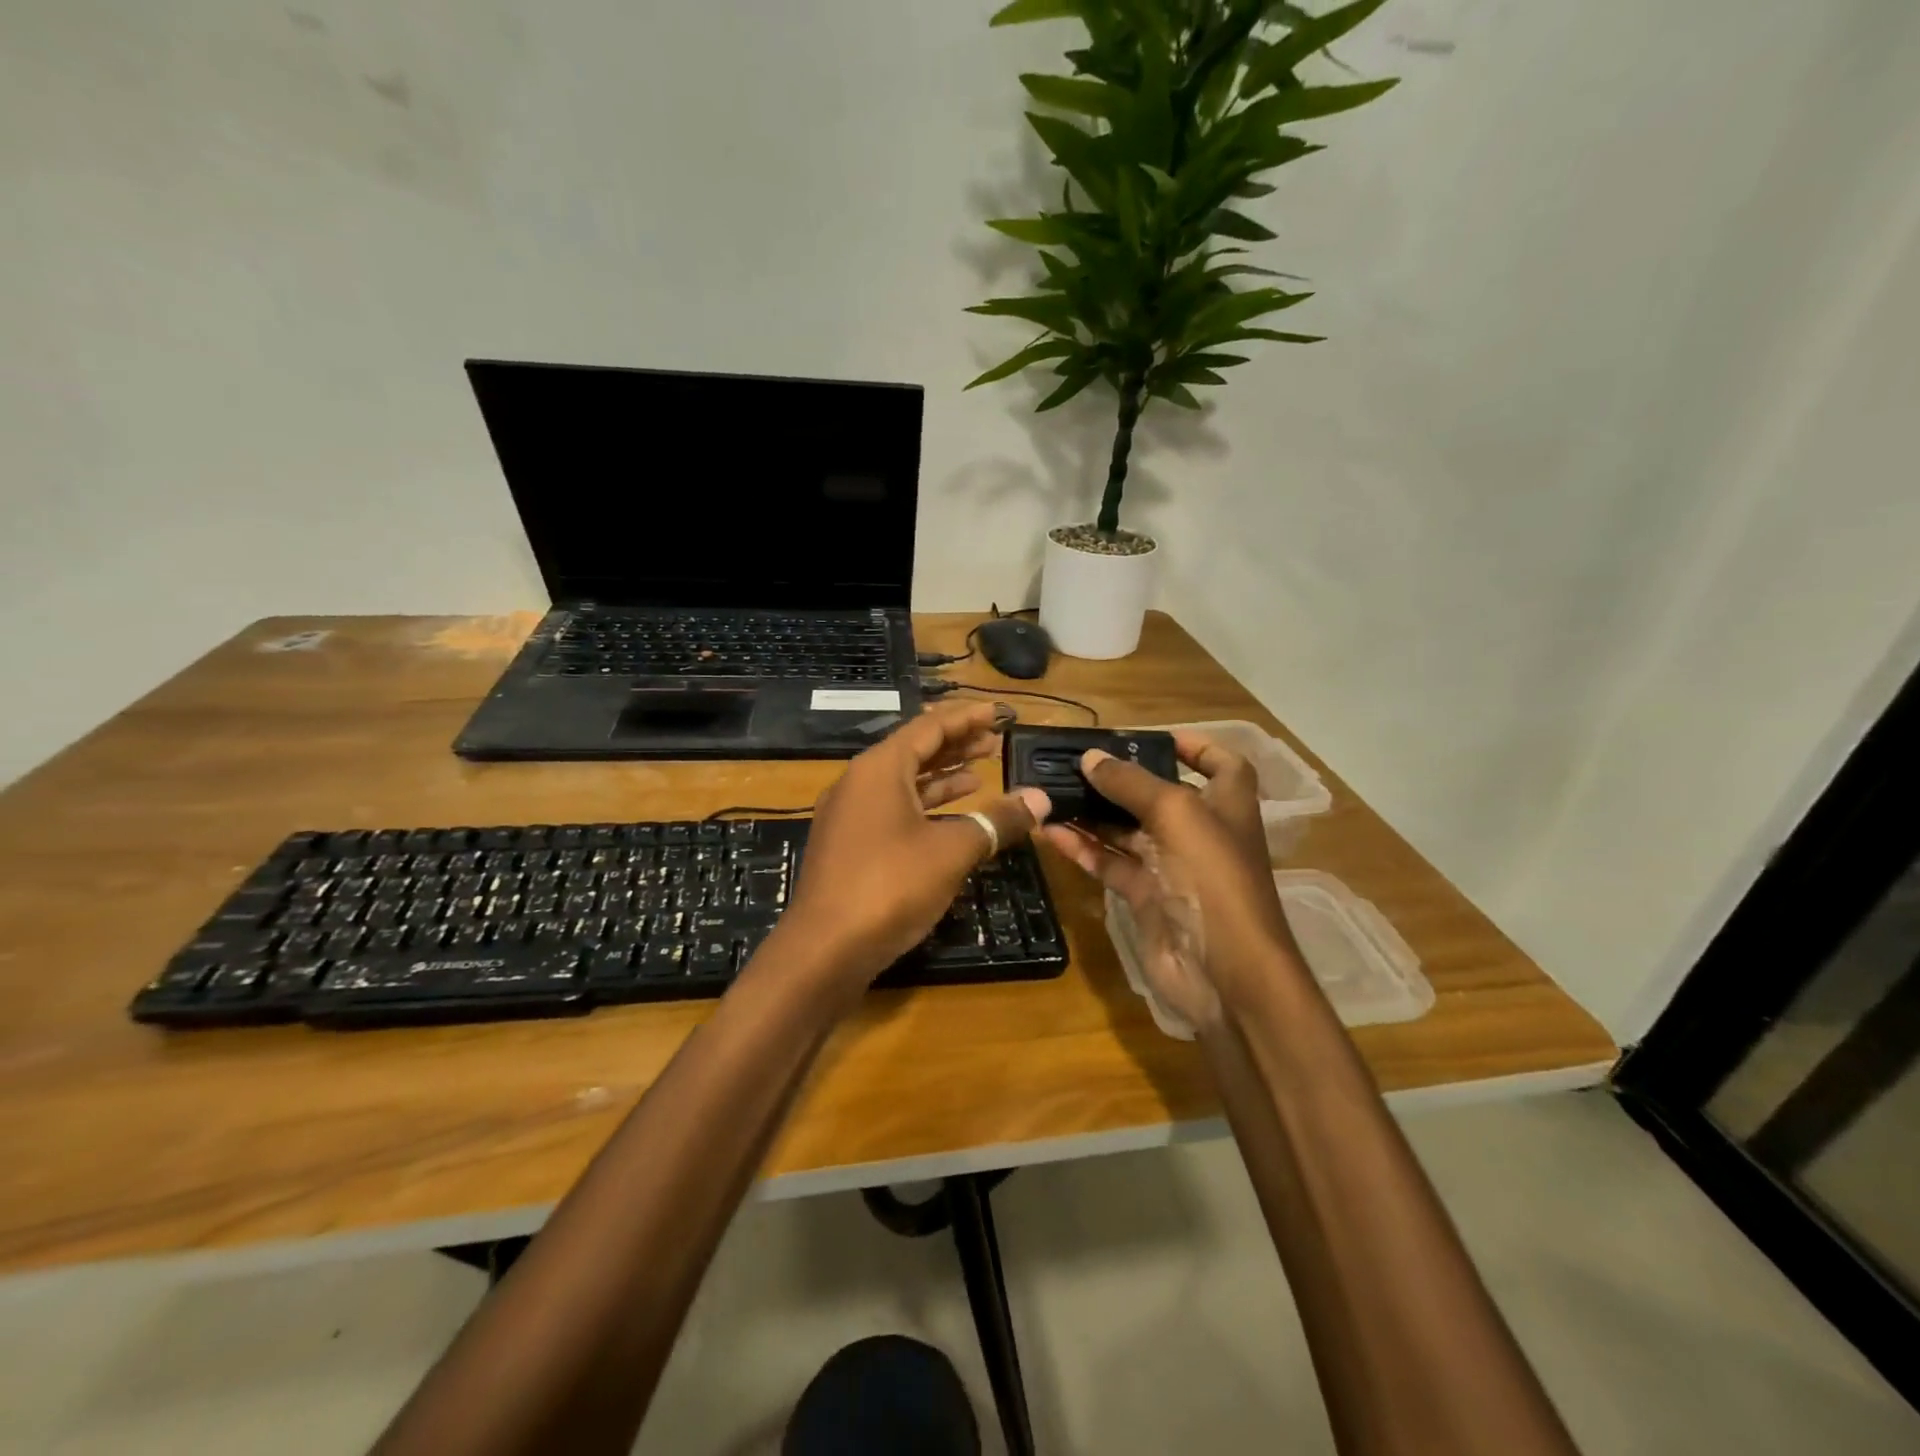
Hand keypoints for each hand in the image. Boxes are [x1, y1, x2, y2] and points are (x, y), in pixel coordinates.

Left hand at [773, 701, 1051, 997]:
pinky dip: (924, 807)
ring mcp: (849, 816)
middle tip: (995, 742)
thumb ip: (996, 820)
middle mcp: (859, 783)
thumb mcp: (952, 850)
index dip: (967, 718)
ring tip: (980, 773)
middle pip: (914, 751)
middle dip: (956, 745)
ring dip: (942, 777)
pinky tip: (951, 818)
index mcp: (880, 769)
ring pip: (903, 783)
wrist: (825, 949)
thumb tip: (1040, 799)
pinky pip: (892, 810)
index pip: (929, 727)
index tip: (998, 713)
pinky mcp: (848, 846)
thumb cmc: (890, 886)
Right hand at [1038, 733, 1291, 1026]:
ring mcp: (1172, 867)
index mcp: (1226, 805)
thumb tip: (1090, 758)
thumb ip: (1130, 783)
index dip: (1196, 746)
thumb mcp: (1175, 814)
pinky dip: (1083, 848)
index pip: (1222, 764)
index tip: (1153, 738)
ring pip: (1127, 830)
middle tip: (1077, 761)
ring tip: (1051, 791)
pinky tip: (1050, 832)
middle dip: (1122, 779)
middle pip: (1159, 795)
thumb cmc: (1211, 876)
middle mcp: (1200, 832)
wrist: (1222, 971)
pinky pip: (1110, 863)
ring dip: (1092, 812)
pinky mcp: (1146, 897)